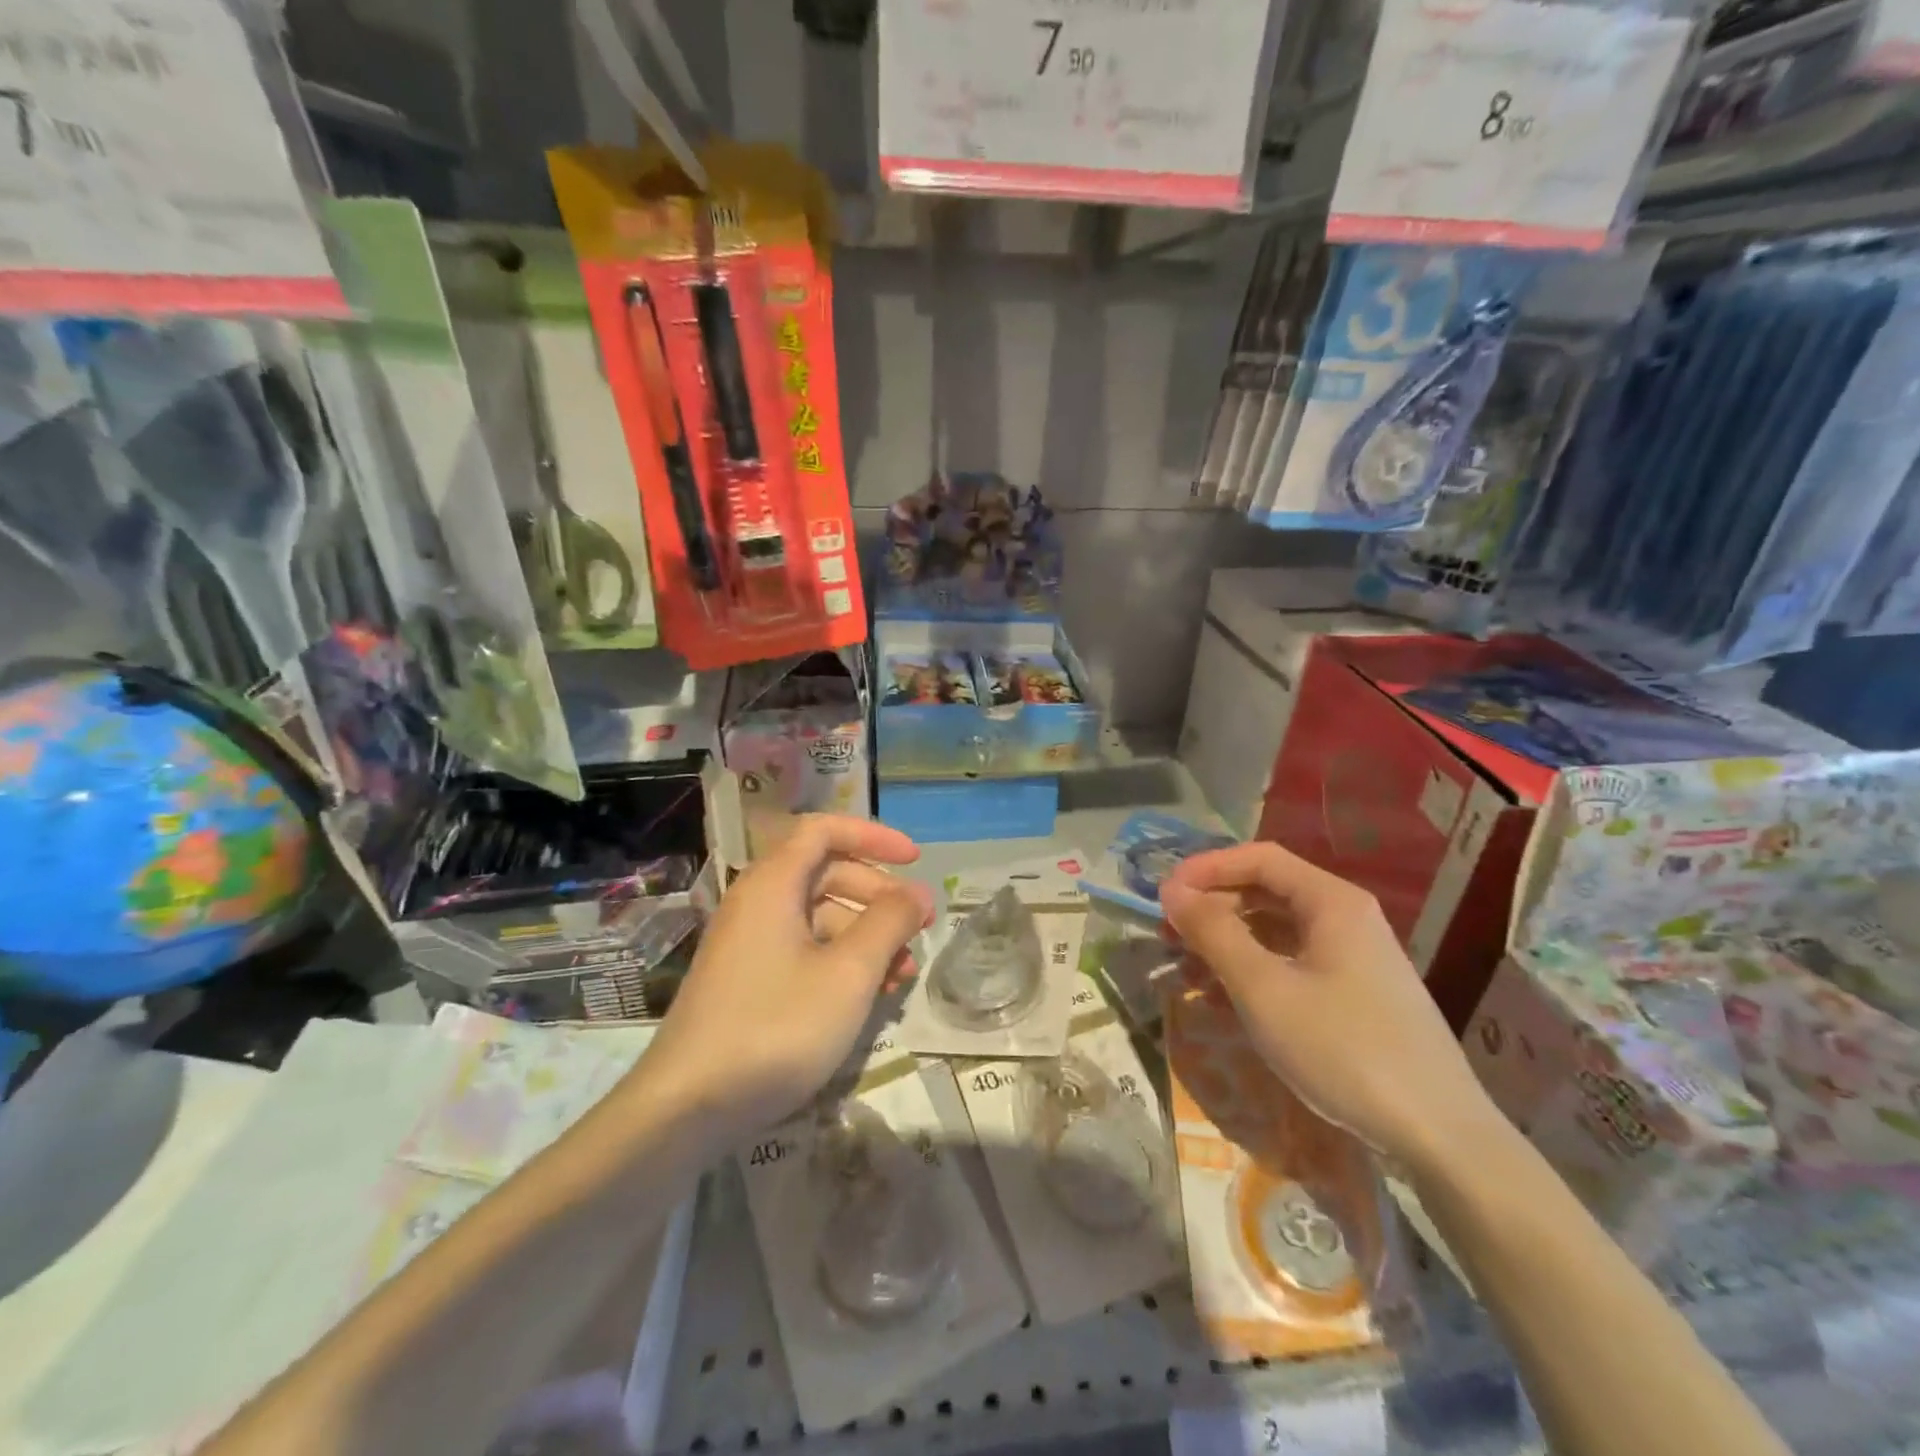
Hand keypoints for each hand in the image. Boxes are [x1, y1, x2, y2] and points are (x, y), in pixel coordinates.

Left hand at [636, 815, 934, 1141]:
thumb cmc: (776, 1027)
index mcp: (773, 884)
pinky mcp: (747, 980)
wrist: (686, 1108)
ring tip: (902, 974)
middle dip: (878, 894)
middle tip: (918, 927)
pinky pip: (803, 950)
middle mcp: (757, 903)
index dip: (873, 837)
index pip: (824, 831)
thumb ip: (889, 924)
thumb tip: (917, 893)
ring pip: (818, 917)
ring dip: (865, 935)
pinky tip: (869, 996)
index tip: (915, 860)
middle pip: (826, 873)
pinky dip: (840, 961)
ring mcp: (748, 944)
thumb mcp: (848, 974)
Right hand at [1159, 841, 1501, 1169]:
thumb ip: (1214, 933)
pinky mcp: (1355, 995)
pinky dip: (1252, 971)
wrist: (1440, 1136)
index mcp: (1331, 901)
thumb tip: (1172, 891)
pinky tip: (1222, 999)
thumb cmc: (1343, 1048)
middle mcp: (1345, 917)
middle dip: (1212, 908)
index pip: (1258, 858)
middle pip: (1266, 891)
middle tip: (1168, 936)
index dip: (1206, 868)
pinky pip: (1292, 964)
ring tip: (1185, 972)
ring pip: (1276, 931)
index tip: (1164, 895)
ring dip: (1227, 943)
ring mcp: (1353, 958)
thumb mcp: (1264, 988)